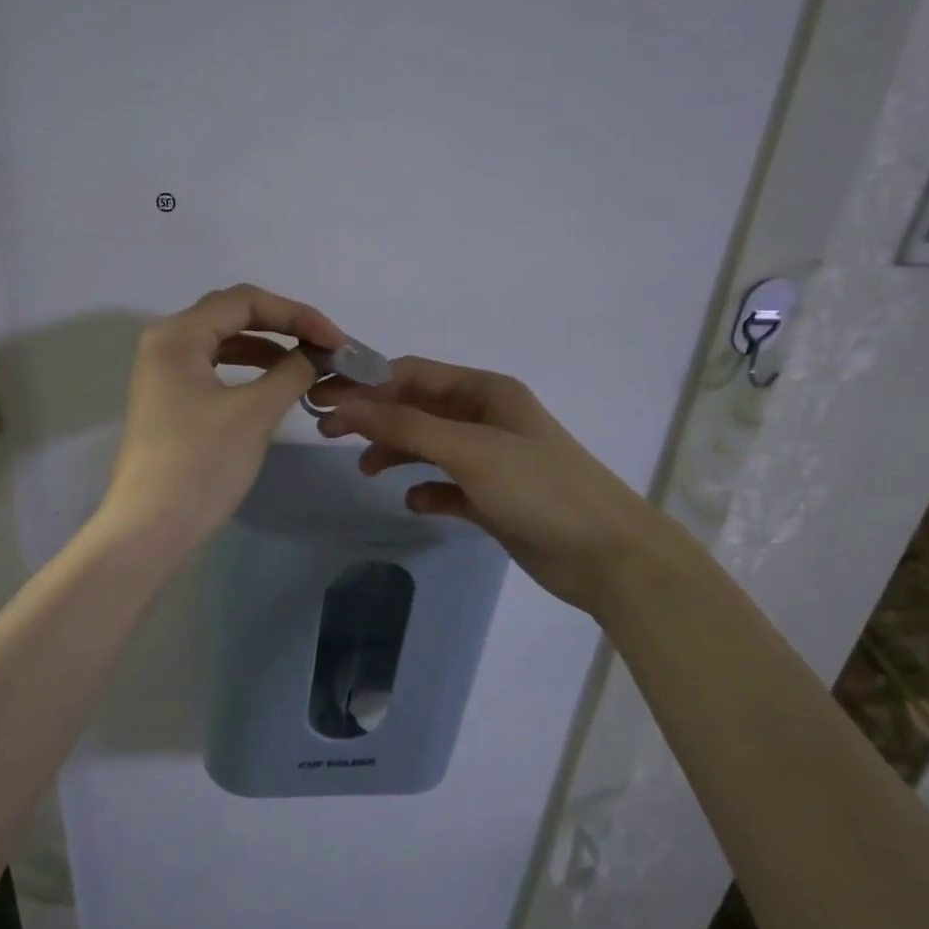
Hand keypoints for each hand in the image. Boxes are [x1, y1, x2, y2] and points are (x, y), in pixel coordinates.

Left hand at [99, 284, 344, 556]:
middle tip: (325, 347)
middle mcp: (165, 342)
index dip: (297, 314)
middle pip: (233, 314)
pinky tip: (275, 383)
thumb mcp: (254, 413)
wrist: (151, 528)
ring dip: (268, 347)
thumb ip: (292, 372)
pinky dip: (249, 370)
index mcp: (178, 335)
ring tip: (307, 364)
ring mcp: (164, 372)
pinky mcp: (170, 399)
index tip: (336, 341)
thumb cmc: (201, 464)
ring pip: (224, 342)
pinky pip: (215, 368)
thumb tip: (316, 355)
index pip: (245, 301)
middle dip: (284, 326)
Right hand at [311, 357, 686, 615]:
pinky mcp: (492, 498)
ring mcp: (489, 460)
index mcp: (485, 392)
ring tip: (365, 470)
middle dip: (374, 417)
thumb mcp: (469, 449)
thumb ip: (406, 425)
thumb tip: (345, 402)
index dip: (366, 382)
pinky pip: (447, 487)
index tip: (322, 396)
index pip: (412, 374)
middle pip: (416, 408)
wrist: (606, 554)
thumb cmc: (538, 488)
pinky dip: (427, 491)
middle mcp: (485, 419)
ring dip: (395, 452)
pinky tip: (415, 503)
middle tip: (326, 432)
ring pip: (428, 446)